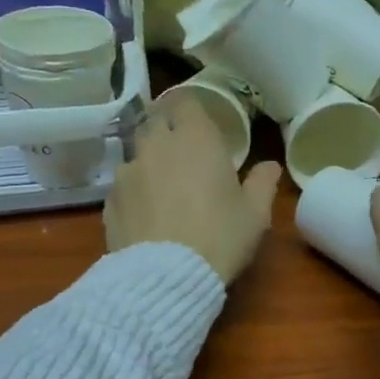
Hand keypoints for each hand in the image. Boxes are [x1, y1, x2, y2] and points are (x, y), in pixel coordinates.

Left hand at [104, 99, 280, 284]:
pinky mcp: (109, 199)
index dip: (190, 108)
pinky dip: (134, 190)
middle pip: (155, 121)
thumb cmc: (220, 237)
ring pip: (137, 152)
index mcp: (195, 138)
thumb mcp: (254, 214)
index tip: (199, 122)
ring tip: (163, 185)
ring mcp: (128, 171)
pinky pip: (124, 184)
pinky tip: (146, 213)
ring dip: (149, 160)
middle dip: (167, 129)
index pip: (185, 101)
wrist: (166, 276)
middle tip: (183, 150)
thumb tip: (270, 166)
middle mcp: (157, 145)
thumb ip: (262, 183)